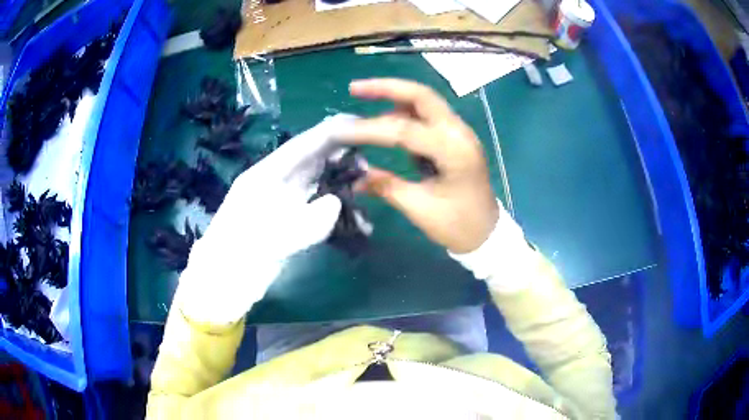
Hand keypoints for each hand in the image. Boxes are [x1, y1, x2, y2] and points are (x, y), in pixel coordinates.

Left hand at [175, 115, 353, 324]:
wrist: (224, 286)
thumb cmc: (237, 259)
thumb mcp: (269, 240)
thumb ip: (306, 222)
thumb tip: (335, 205)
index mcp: (265, 177)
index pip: (301, 147)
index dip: (329, 133)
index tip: (358, 125)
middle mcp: (276, 184)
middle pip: (312, 161)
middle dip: (340, 157)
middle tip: (368, 163)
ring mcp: (283, 204)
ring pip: (318, 183)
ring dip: (341, 184)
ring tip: (366, 188)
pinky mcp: (289, 224)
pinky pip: (318, 209)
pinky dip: (337, 212)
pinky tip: (356, 222)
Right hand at [342, 79, 498, 253]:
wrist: (487, 232)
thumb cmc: (458, 225)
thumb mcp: (420, 209)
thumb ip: (387, 186)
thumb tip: (355, 178)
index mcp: (454, 151)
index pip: (405, 130)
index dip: (370, 130)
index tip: (340, 134)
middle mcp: (459, 133)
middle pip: (422, 96)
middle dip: (387, 88)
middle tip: (354, 89)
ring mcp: (460, 133)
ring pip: (426, 101)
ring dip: (395, 96)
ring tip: (364, 97)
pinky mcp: (455, 138)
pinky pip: (429, 115)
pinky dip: (405, 111)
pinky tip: (386, 116)